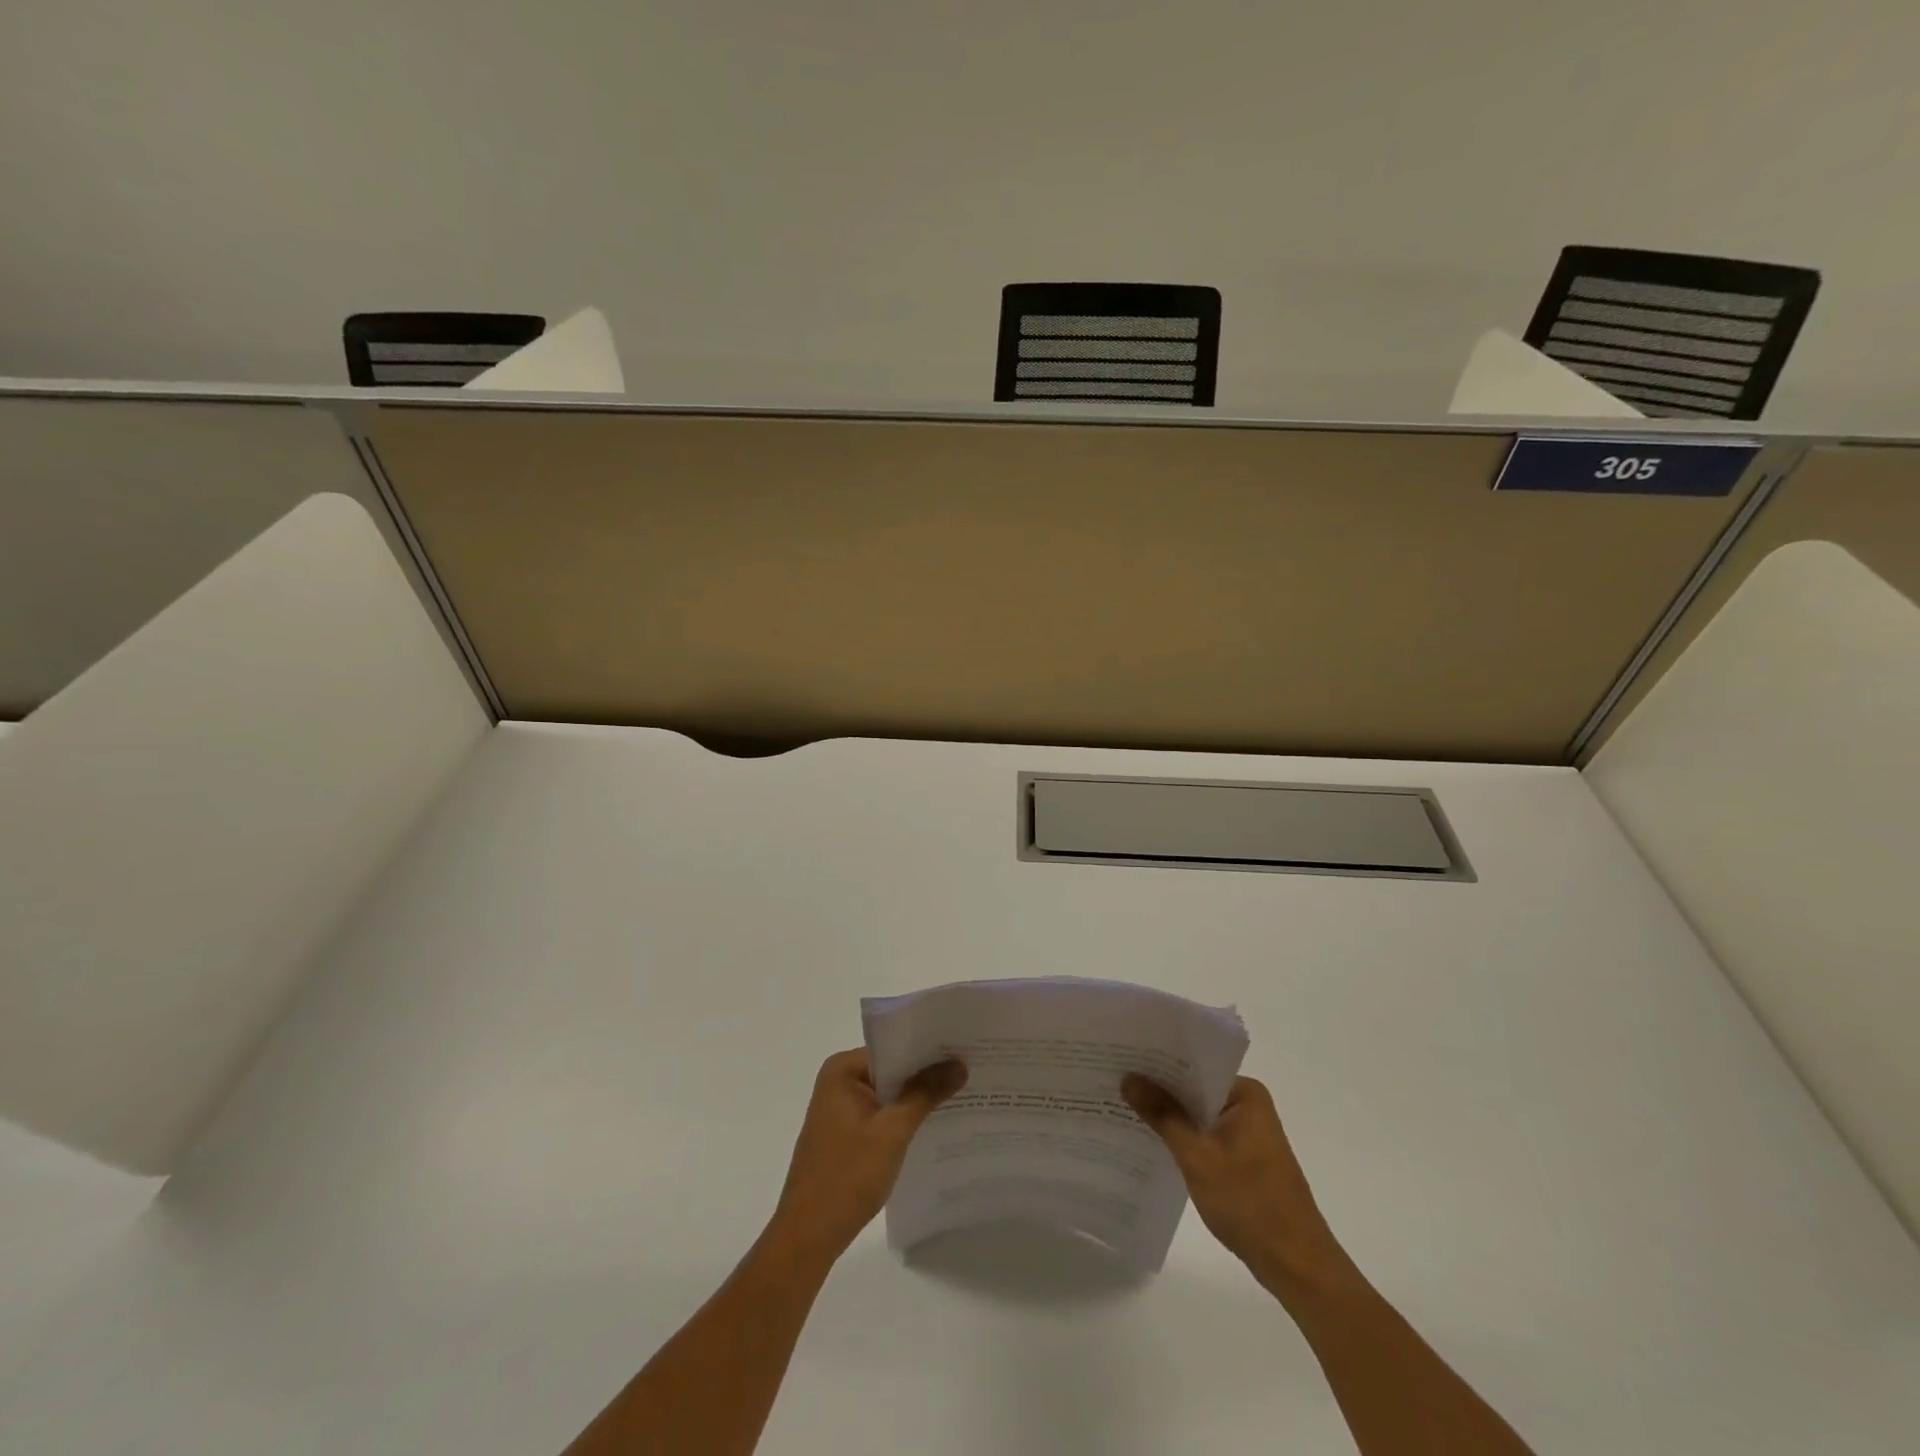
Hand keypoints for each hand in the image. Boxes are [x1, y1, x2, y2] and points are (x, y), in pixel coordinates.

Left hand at [766, 1049, 965, 1264]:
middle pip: (891, 1070)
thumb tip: (959, 1063)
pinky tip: (934, 1126)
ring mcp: (840, 1110)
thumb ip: (925, 1093)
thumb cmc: (847, 1176)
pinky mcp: (845, 1136)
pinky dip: (904, 1120)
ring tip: (961, 1096)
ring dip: (917, 1099)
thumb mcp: (893, 1131)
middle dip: (926, 1075)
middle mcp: (838, 1082)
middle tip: (969, 1071)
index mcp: (842, 1070)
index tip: (963, 1050)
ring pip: (888, 1095)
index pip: (893, 1048)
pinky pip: (881, 1116)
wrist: (808, 1237)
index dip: (928, 1050)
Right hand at [1122, 1073, 1344, 1290]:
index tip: (1122, 1058)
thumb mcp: (1197, 1157)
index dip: (1158, 1063)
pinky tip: (1150, 1142)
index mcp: (1246, 1094)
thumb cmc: (1250, 1204)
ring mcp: (1248, 1134)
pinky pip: (1205, 1136)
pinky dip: (1183, 1139)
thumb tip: (1128, 1077)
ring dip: (1169, 1116)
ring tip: (1123, 1106)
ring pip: (1198, 1115)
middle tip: (1115, 1081)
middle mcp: (1249, 1106)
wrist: (1297, 1267)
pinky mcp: (1244, 1159)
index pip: (1194, 1065)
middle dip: (1159, 1090)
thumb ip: (1162, 1114)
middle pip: (1195, 1089)